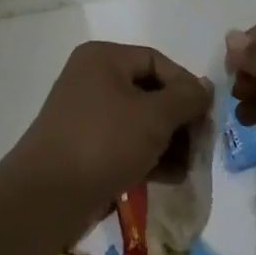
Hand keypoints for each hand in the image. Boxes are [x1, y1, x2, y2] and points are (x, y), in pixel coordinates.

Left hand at [2, 41, 210, 224]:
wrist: (47, 196)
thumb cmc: (103, 142)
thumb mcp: (153, 117)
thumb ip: (185, 98)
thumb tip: (205, 88)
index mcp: (104, 58)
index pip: (157, 61)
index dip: (187, 86)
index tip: (208, 117)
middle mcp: (92, 78)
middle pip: (150, 91)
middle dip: (178, 120)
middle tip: (200, 146)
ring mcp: (86, 113)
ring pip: (139, 120)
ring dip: (167, 142)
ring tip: (187, 167)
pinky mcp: (84, 145)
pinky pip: (124, 142)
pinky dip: (148, 155)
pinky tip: (169, 177)